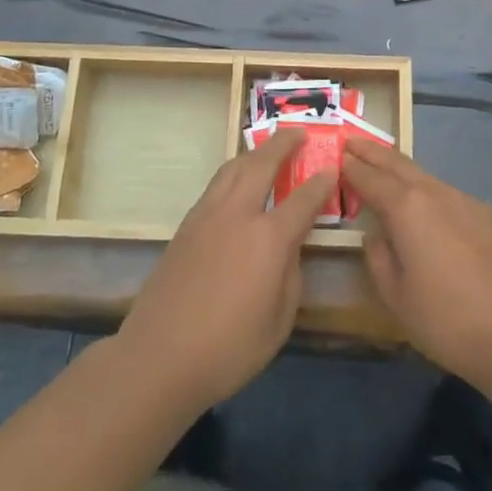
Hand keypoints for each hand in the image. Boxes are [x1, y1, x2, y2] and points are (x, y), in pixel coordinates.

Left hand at [117, 130, 336, 416]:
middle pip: (261, 165)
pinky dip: (233, 174)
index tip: (332, 168)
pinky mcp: (185, 227)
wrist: (159, 357)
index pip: (303, 199)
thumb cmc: (229, 349)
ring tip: (267, 149)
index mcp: (268, 239)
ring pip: (232, 169)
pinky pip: (215, 187)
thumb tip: (289, 247)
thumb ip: (290, 274)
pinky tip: (238, 184)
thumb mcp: (279, 320)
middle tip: (298, 133)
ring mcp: (206, 217)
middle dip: (282, 144)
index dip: (321, 182)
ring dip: (253, 153)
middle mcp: (238, 215)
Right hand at [342, 138, 491, 387]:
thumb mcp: (396, 296)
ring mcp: (467, 202)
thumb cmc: (446, 320)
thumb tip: (376, 234)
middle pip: (399, 164)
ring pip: (426, 176)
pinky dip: (428, 190)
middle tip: (353, 141)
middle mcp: (436, 194)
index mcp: (407, 209)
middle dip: (374, 152)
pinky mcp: (488, 216)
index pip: (371, 179)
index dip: (352, 168)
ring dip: (402, 169)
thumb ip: (379, 257)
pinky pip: (448, 194)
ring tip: (385, 168)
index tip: (338, 156)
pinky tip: (426, 204)